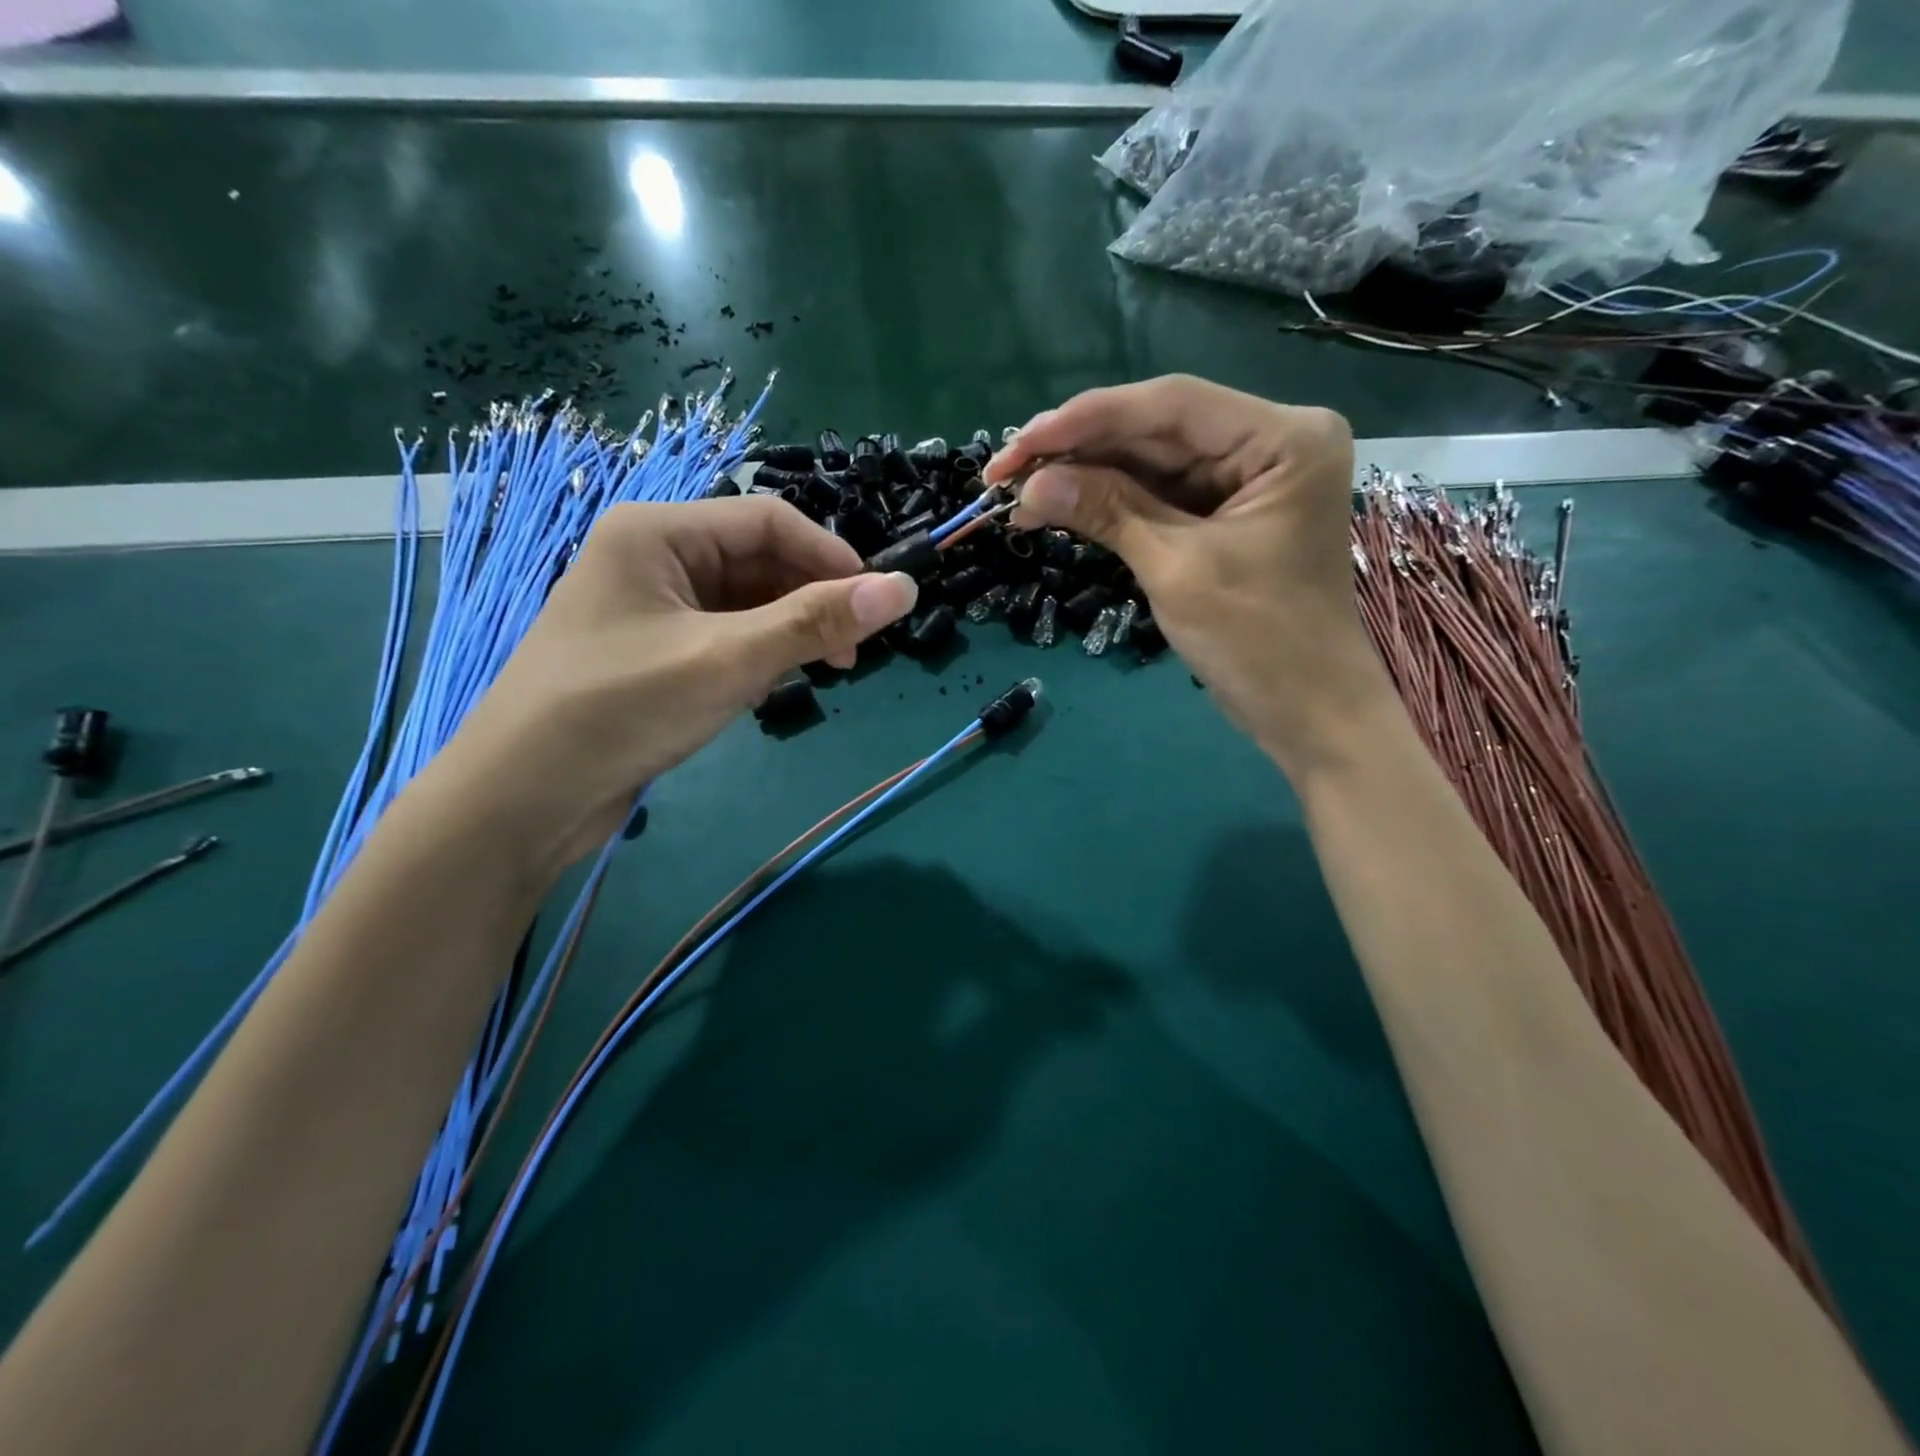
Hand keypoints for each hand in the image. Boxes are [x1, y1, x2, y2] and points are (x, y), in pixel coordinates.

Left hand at [431, 497, 918, 876]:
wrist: (523, 799)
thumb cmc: (620, 710)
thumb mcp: (728, 661)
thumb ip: (816, 622)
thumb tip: (905, 588)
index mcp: (658, 532)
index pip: (769, 520)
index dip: (832, 557)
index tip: (879, 606)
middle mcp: (654, 557)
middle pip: (759, 560)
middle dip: (812, 599)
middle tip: (852, 653)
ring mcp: (652, 608)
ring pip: (746, 602)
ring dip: (790, 631)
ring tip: (823, 672)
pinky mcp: (655, 653)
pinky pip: (725, 636)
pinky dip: (760, 654)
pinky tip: (773, 686)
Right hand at [987, 375, 1389, 777]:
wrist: (1306, 712)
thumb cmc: (1259, 641)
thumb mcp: (1178, 570)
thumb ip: (1108, 512)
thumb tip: (1031, 484)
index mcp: (1283, 437)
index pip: (1171, 406)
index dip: (1088, 418)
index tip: (1021, 441)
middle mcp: (1268, 442)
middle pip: (1156, 430)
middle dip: (1078, 450)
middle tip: (1004, 471)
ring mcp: (1246, 479)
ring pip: (1150, 462)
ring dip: (1084, 477)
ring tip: (1017, 492)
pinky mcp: (1224, 514)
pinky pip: (1158, 495)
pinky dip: (1108, 503)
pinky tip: (1058, 507)